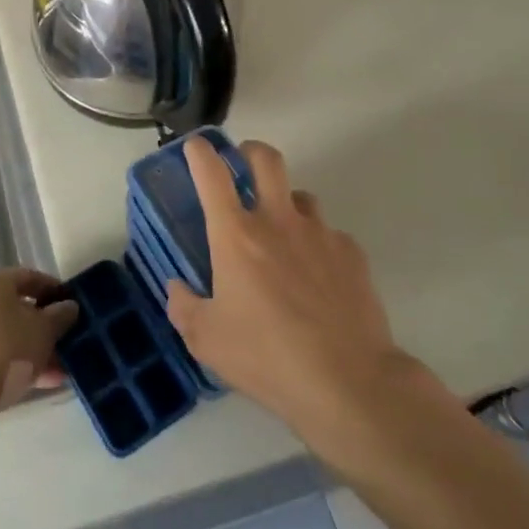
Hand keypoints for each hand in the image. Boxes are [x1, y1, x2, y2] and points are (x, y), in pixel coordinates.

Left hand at [0, 268, 78, 445]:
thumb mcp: (44, 330)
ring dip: (34, 349)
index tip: (72, 304)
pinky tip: (43, 382)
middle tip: (67, 339)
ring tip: (61, 368)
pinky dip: (17, 364)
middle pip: (17, 308)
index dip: (53, 289)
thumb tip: (69, 307)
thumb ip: (60, 315)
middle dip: (44, 326)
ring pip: (8, 335)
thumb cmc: (7, 349)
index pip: (28, 276)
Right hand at [166, 138, 415, 447]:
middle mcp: (277, 221)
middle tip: (243, 164)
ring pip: (301, 196)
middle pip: (266, 159)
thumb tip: (177, 287)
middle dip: (250, 151)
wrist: (348, 382)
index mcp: (236, 235)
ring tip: (283, 235)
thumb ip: (184, 307)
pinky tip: (318, 279)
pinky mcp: (352, 254)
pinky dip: (317, 245)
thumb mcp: (206, 340)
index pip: (211, 174)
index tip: (196, 146)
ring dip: (286, 204)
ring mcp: (320, 233)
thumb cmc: (266, 357)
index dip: (200, 152)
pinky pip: (329, 235)